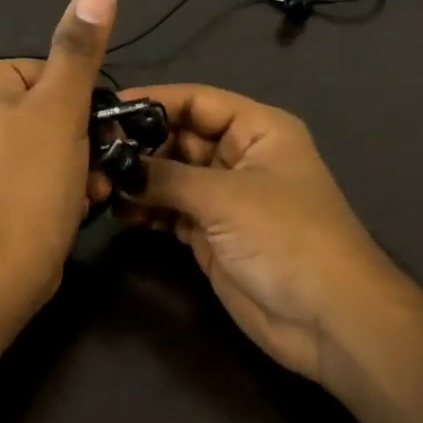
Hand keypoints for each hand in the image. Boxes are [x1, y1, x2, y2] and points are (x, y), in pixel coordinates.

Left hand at [0, 0, 116, 317]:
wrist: (0, 273)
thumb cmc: (29, 182)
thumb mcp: (62, 108)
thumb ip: (79, 49)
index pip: (44, 70)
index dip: (77, 103)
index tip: (90, 133)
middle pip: (44, 105)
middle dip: (78, 136)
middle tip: (94, 164)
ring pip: (42, 137)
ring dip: (75, 159)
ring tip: (86, 187)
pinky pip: (27, 165)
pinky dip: (55, 178)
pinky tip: (74, 200)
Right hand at [119, 85, 395, 381]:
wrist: (329, 321)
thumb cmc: (287, 239)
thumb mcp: (225, 198)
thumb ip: (166, 177)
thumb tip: (115, 165)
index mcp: (258, 130)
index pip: (197, 101)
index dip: (153, 102)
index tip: (107, 109)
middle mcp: (240, 156)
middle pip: (180, 138)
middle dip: (139, 146)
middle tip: (92, 154)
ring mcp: (225, 198)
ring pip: (172, 176)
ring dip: (138, 180)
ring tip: (96, 184)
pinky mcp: (212, 234)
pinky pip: (171, 211)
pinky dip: (146, 210)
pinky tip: (117, 211)